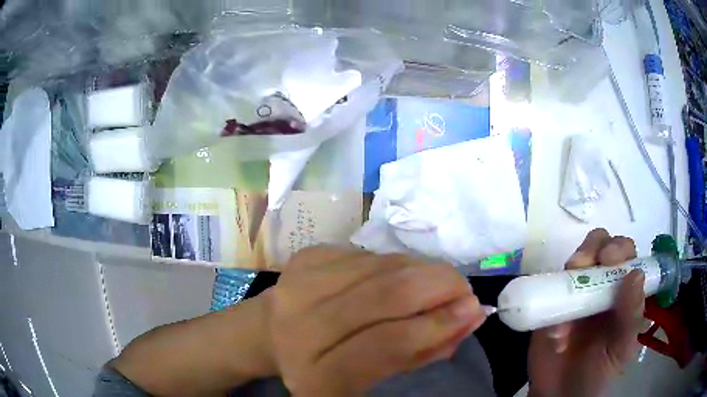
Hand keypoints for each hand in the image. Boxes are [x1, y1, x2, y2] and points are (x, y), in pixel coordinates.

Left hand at [264, 245, 487, 394]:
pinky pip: (367, 253)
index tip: (472, 310)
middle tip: (463, 288)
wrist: (275, 333)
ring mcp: (299, 284)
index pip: (385, 344)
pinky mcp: (305, 257)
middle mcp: (301, 327)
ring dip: (420, 270)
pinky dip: (394, 263)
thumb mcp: (376, 376)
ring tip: (436, 282)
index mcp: (317, 375)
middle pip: (385, 294)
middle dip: (438, 285)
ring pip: (380, 265)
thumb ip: (423, 351)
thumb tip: (470, 315)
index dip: (435, 325)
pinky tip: (398, 275)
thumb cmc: (330, 363)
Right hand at [528, 229, 645, 396]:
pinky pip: (550, 288)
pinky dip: (552, 295)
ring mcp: (574, 294)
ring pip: (576, 259)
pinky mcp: (550, 305)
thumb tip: (635, 274)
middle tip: (587, 264)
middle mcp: (601, 286)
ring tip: (570, 285)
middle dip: (596, 247)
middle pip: (601, 246)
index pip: (626, 255)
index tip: (610, 260)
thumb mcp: (621, 349)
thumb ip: (631, 316)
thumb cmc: (598, 374)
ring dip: (575, 263)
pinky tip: (556, 326)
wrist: (559, 396)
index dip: (620, 249)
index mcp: (622, 293)